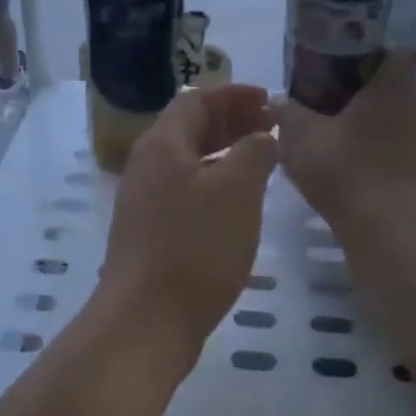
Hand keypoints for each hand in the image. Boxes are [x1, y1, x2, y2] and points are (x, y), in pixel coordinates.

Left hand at [101, 84, 277, 367]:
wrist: (145, 320)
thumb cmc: (195, 247)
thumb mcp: (236, 191)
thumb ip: (254, 153)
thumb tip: (262, 136)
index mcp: (162, 145)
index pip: (196, 100)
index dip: (234, 94)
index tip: (268, 99)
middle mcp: (147, 166)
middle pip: (189, 128)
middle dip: (231, 121)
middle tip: (271, 126)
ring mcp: (144, 201)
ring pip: (189, 161)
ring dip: (224, 153)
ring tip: (262, 160)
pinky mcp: (149, 232)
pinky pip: (186, 190)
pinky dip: (214, 182)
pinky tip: (238, 202)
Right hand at [276, 51, 415, 236]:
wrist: (383, 227)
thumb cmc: (344, 166)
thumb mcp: (300, 134)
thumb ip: (286, 111)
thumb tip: (274, 100)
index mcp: (394, 88)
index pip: (395, 53)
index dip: (370, 54)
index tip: (342, 65)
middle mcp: (415, 110)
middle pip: (391, 88)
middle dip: (361, 92)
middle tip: (326, 100)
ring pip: (392, 121)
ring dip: (367, 125)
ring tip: (331, 135)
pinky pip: (393, 150)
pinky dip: (373, 152)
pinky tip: (345, 165)